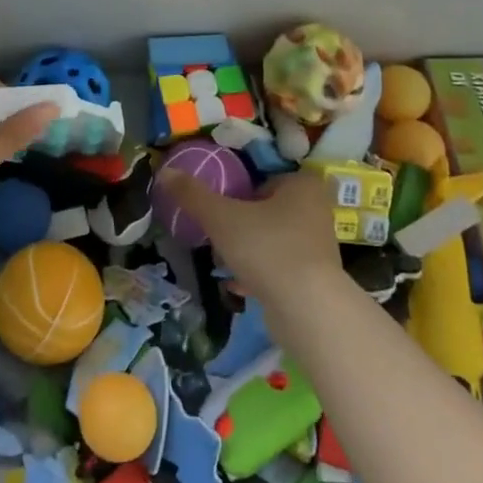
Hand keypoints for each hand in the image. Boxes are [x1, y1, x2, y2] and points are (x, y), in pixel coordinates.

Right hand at [161, 170, 344, 302]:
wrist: (308, 310)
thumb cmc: (267, 248)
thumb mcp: (222, 217)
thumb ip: (193, 195)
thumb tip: (165, 171)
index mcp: (302, 185)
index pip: (263, 177)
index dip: (238, 190)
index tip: (218, 207)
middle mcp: (315, 210)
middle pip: (266, 209)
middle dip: (240, 222)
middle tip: (216, 233)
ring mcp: (317, 246)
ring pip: (271, 239)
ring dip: (246, 248)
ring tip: (221, 260)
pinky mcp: (314, 278)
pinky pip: (278, 267)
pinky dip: (257, 273)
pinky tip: (234, 284)